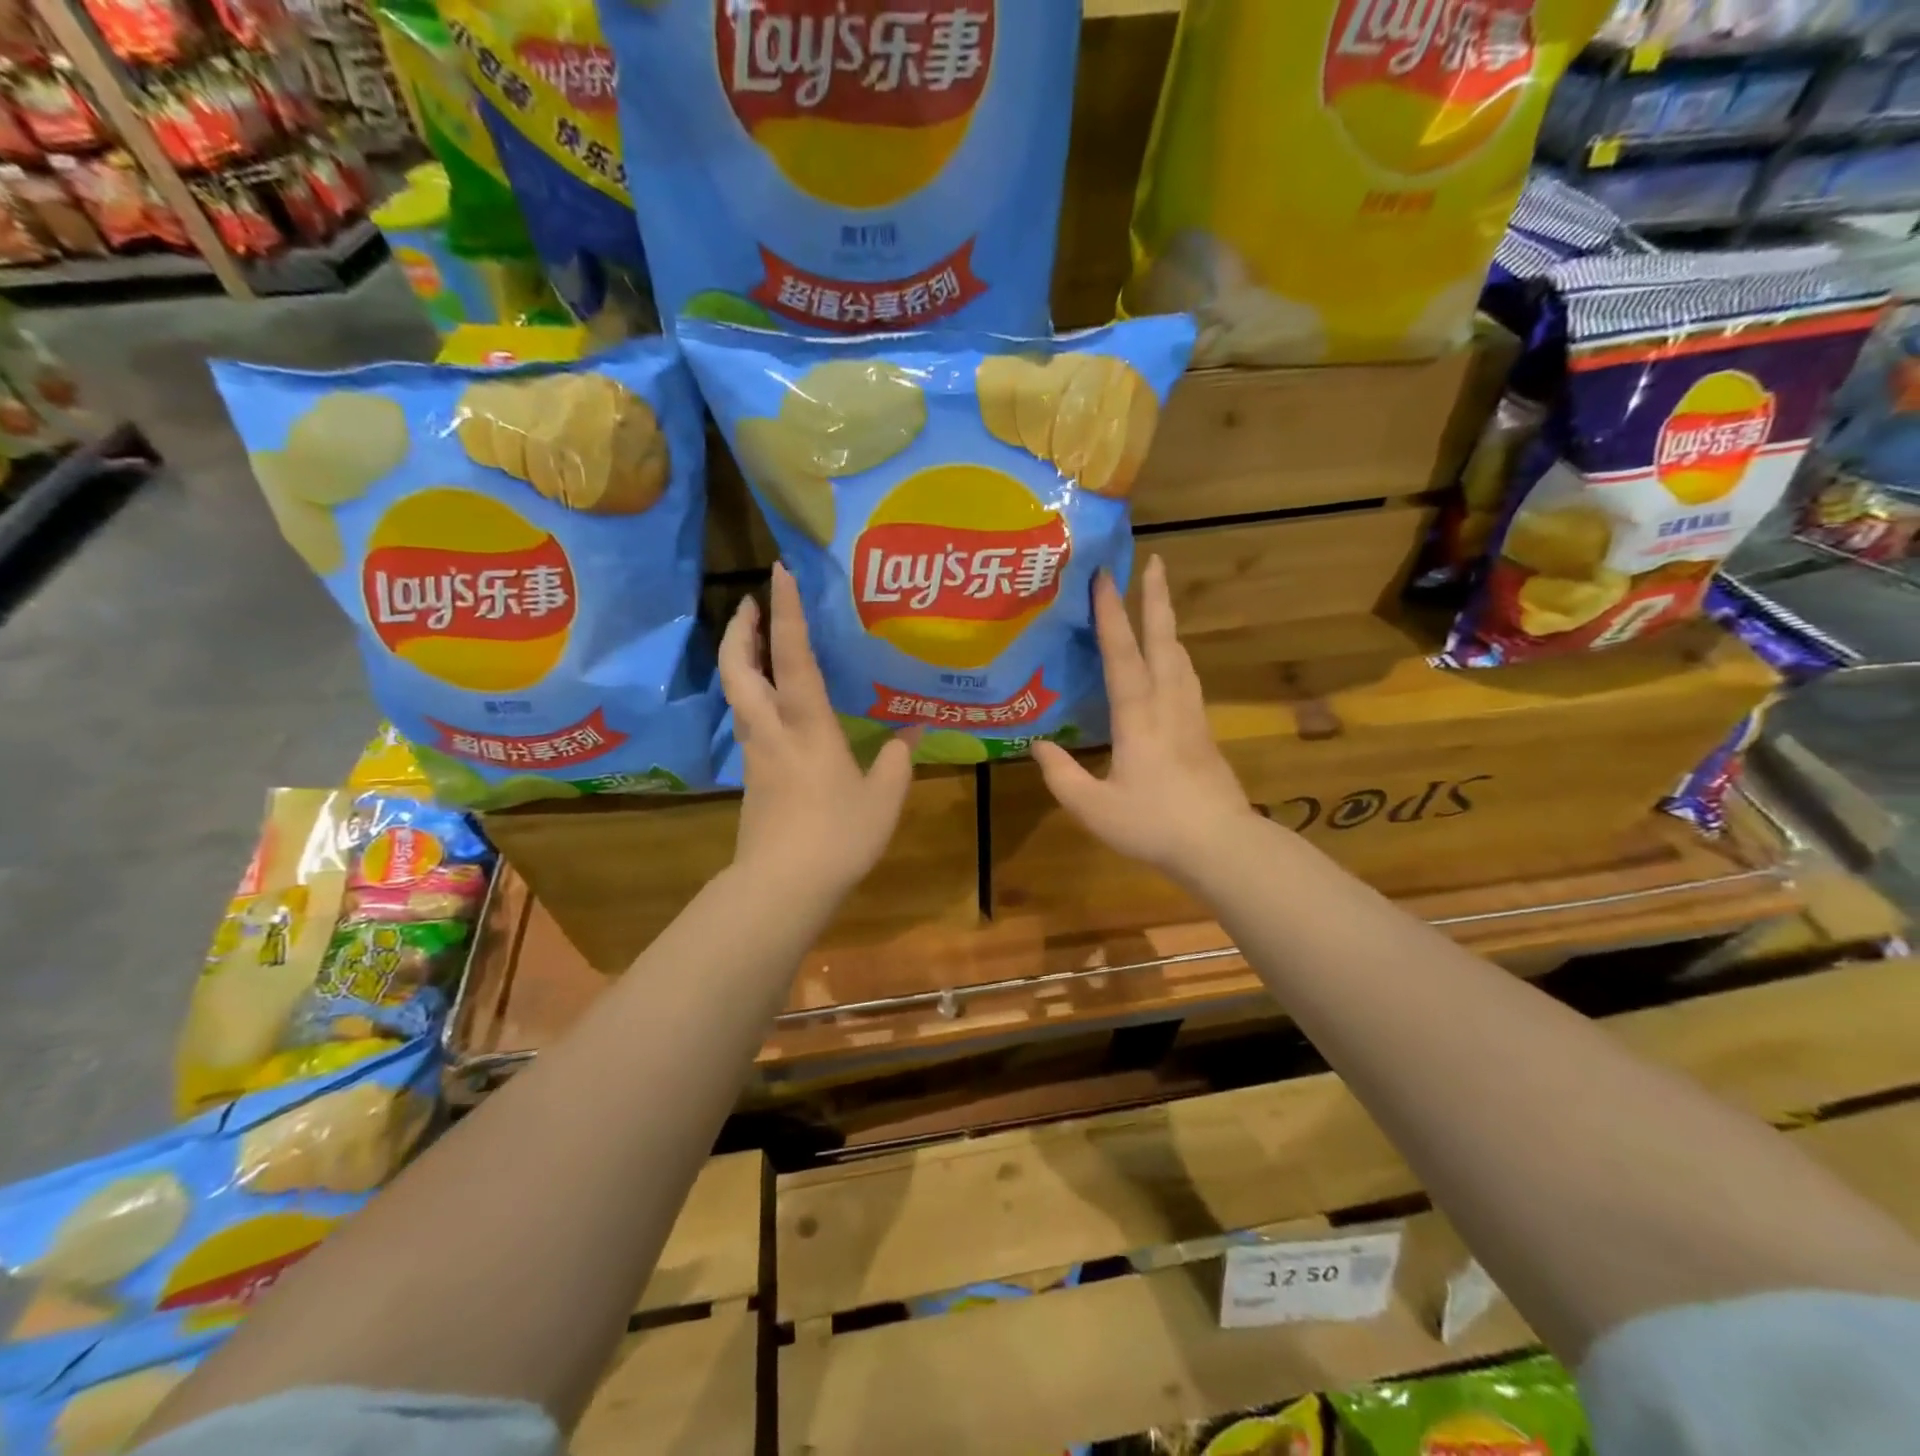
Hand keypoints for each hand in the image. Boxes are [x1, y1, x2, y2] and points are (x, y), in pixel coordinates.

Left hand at [718, 563, 917, 895]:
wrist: (782, 886)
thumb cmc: (838, 836)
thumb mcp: (883, 798)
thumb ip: (898, 759)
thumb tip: (915, 730)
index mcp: (807, 724)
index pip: (791, 656)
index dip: (784, 611)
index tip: (777, 572)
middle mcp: (773, 729)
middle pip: (739, 668)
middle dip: (740, 629)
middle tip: (750, 602)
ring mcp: (757, 753)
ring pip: (737, 693)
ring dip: (740, 658)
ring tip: (756, 641)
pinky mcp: (753, 776)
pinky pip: (748, 719)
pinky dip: (752, 694)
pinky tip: (774, 702)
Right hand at [1032, 556, 1256, 883]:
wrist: (1220, 845)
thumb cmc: (1152, 824)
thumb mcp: (1093, 807)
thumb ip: (1061, 775)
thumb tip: (1037, 745)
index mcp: (1138, 716)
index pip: (1122, 654)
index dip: (1111, 614)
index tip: (1104, 576)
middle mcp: (1168, 704)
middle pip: (1163, 641)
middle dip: (1157, 599)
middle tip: (1155, 561)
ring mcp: (1192, 716)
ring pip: (1181, 657)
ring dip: (1168, 624)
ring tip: (1159, 605)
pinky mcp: (1204, 731)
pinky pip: (1188, 679)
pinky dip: (1177, 656)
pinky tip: (1173, 663)